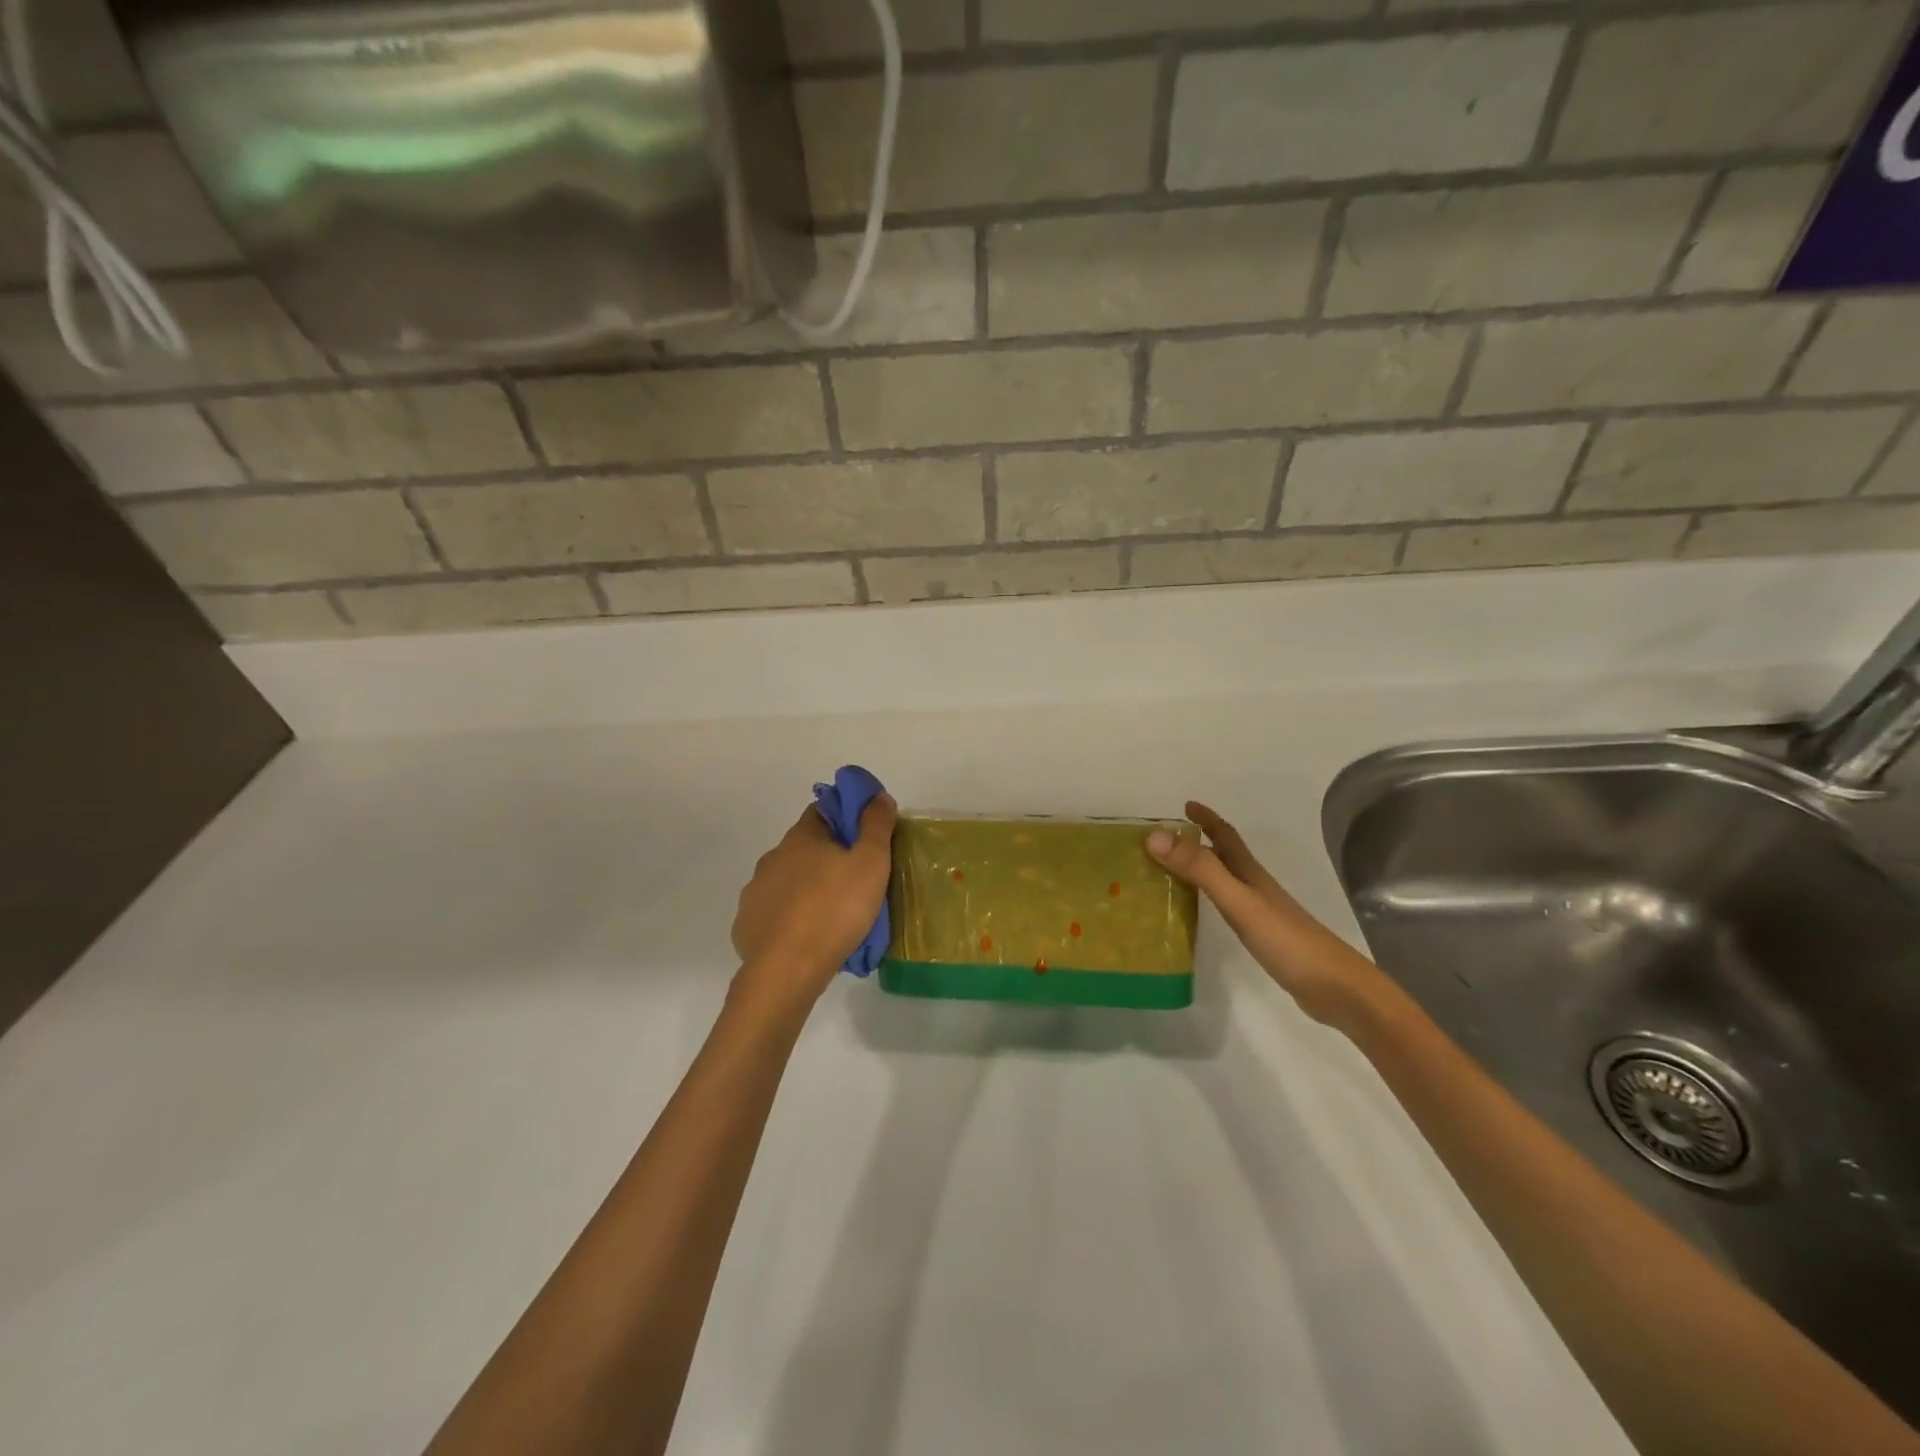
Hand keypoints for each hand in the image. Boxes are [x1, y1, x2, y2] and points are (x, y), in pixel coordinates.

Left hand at [731, 794, 897, 1005]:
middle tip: (855, 881)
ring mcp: (755, 892)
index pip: (822, 811)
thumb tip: (878, 797)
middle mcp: (772, 858)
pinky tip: (806, 937)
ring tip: (832, 915)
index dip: (845, 819)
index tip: (864, 839)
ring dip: (806, 889)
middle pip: (804, 848)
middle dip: (827, 858)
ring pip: (787, 881)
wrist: (788, 970)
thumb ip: (876, 826)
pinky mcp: (746, 925)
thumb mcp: (871, 863)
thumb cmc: (836, 909)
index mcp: (801, 838)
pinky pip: (773, 914)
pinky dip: (789, 919)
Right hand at [1147, 800, 1385, 1031]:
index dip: (1207, 818)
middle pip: (1225, 856)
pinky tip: (1198, 913)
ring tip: (1170, 873)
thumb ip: (1200, 870)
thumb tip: (1155, 837)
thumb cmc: (1287, 940)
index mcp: (1250, 873)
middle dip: (1198, 842)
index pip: (1226, 836)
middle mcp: (1255, 887)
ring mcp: (1261, 913)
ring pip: (1225, 881)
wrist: (1336, 988)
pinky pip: (1228, 907)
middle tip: (1164, 842)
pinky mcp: (1262, 937)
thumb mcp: (1238, 901)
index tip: (1185, 805)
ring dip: (1201, 870)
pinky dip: (1209, 900)